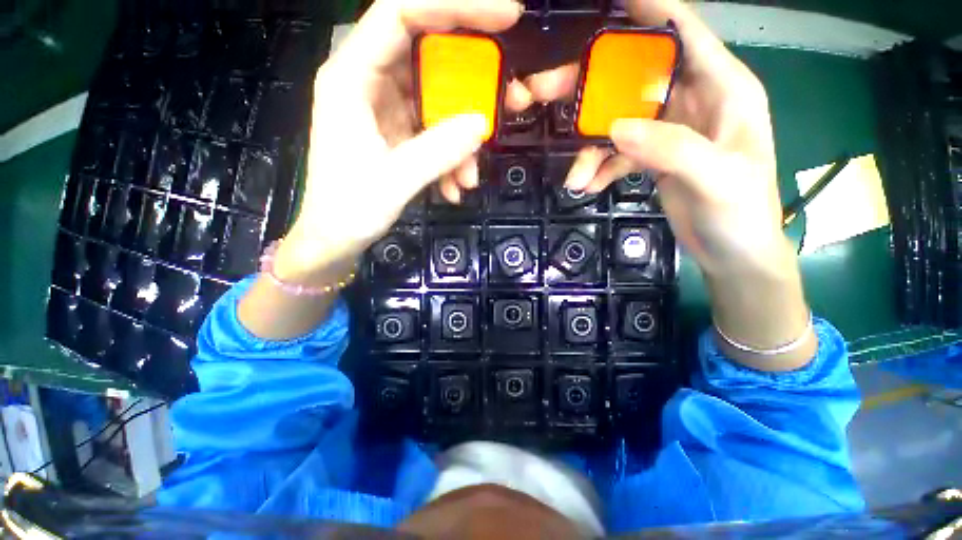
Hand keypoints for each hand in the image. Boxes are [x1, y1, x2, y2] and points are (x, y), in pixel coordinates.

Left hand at [274, 0, 524, 284]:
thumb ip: (438, 151)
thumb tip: (481, 124)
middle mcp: (368, 82)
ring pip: (436, 103)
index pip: (402, 13)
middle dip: (470, 85)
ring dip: (460, 140)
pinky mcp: (396, 133)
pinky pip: (432, 132)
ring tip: (468, 178)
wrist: (335, 240)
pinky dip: (449, 157)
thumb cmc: (350, 210)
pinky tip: (454, 187)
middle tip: (506, 103)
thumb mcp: (394, 181)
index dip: (454, 7)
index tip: (505, 18)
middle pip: (429, 58)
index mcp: (352, 77)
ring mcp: (384, 109)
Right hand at [527, 0, 814, 368]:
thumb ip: (672, 148)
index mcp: (723, 88)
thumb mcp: (718, 179)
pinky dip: (600, 167)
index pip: (682, 31)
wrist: (732, 252)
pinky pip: (618, 152)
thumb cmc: (742, 213)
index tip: (606, 7)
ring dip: (590, 146)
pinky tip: (587, 186)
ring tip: (575, 177)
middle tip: (544, 92)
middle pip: (633, 77)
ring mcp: (669, 130)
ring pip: (618, 120)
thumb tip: (617, 128)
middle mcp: (693, 100)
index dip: (646, 11)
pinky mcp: (653, 156)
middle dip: (590, 87)